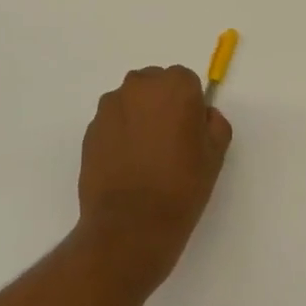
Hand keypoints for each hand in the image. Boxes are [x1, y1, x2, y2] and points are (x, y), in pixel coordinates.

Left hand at [76, 65, 232, 291]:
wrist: (130, 224)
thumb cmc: (181, 185)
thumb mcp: (215, 154)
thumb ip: (215, 123)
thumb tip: (202, 116)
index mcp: (175, 85)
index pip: (186, 81)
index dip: (190, 106)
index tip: (190, 132)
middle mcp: (139, 86)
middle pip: (155, 85)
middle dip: (161, 105)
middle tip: (169, 142)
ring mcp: (110, 106)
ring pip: (131, 102)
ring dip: (138, 117)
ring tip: (145, 156)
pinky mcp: (90, 129)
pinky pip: (112, 123)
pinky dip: (119, 134)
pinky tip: (127, 165)